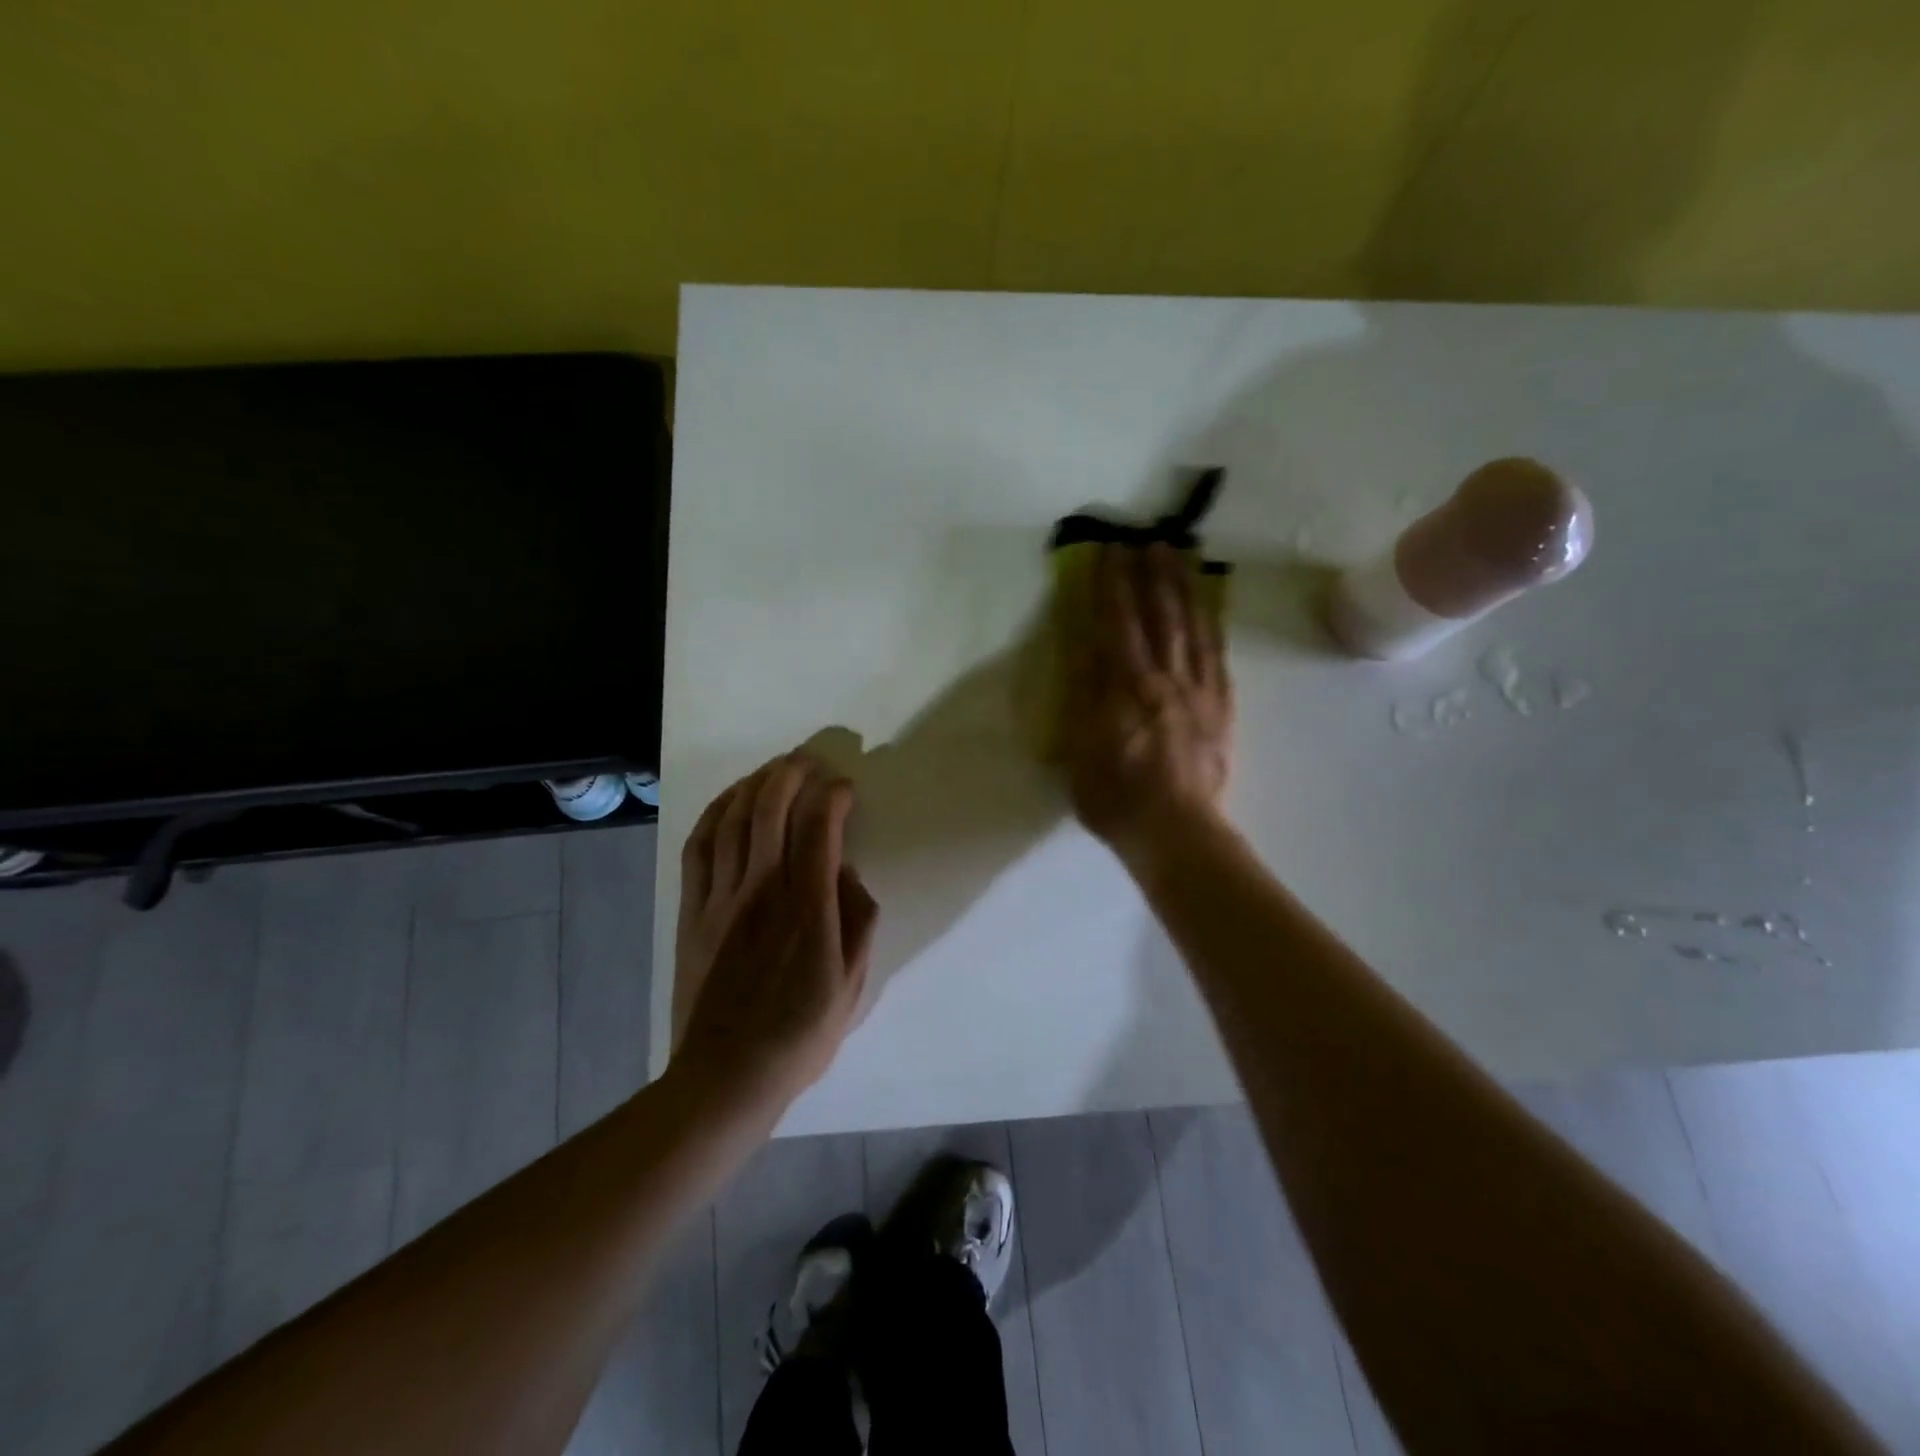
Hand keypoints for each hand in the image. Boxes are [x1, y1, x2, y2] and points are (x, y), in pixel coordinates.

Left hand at [673, 752, 879, 1110]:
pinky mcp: (692, 911)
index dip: (833, 795)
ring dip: (754, 783)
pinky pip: (698, 848)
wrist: (728, 1074)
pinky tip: (728, 801)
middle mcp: (762, 888)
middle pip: (771, 807)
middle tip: (810, 761)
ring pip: (732, 819)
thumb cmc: (802, 1032)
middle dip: (792, 772)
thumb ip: (858, 917)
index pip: (820, 826)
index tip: (846, 789)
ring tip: (773, 770)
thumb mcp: (854, 983)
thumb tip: (844, 869)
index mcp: (808, 905)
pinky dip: (713, 814)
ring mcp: (721, 897)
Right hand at [1059, 542, 1234, 859]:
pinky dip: (1212, 626)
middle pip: (1160, 615)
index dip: (1113, 585)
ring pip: (1192, 628)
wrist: (1177, 831)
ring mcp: (1199, 691)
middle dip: (1153, 575)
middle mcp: (1165, 679)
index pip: (1118, 623)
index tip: (1111, 551)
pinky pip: (1218, 656)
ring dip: (1185, 589)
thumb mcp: (1081, 750)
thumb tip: (1087, 649)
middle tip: (1150, 539)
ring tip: (1181, 557)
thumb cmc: (1116, 798)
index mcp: (1126, 687)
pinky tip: (1209, 608)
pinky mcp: (1222, 708)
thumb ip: (1085, 697)